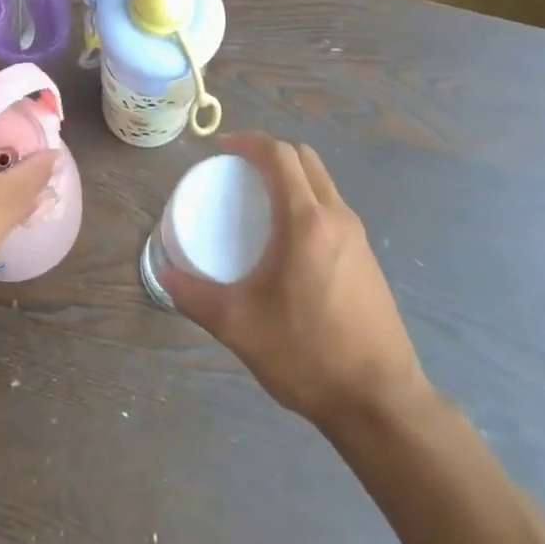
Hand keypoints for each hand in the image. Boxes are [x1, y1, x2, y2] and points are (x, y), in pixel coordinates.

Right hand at [160, 132, 428, 429]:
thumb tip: (165, 277)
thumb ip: (195, 296)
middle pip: (305, 159)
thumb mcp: (239, 325)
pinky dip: (307, 201)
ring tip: (257, 200)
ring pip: (323, 183)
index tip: (220, 148)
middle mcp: (337, 217)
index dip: (248, 142)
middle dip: (270, 152)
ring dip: (291, 176)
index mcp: (307, 221)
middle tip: (236, 169)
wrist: (380, 401)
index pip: (280, 155)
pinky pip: (333, 209)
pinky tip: (286, 239)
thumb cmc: (307, 353)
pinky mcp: (367, 259)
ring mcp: (359, 238)